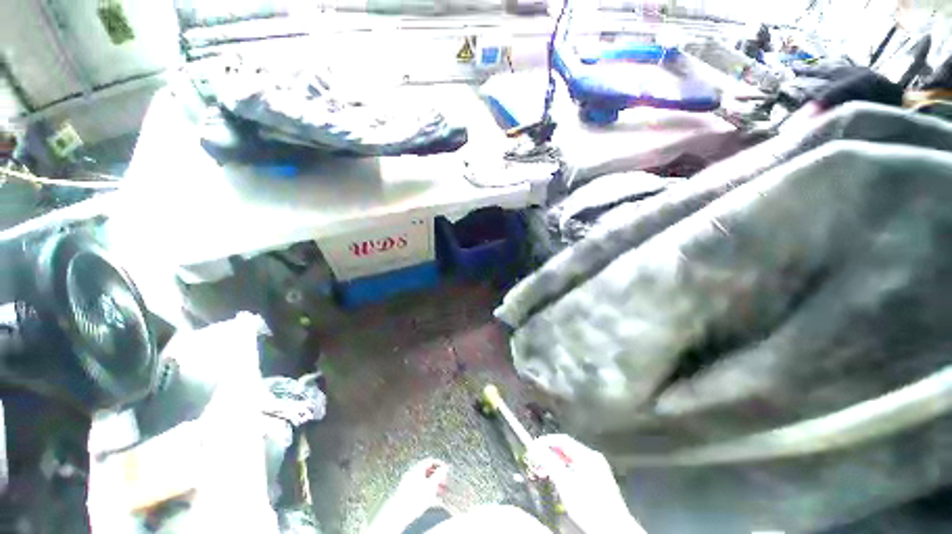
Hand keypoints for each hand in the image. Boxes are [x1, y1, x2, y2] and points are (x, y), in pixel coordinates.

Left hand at [393, 458, 449, 513]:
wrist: (400, 513)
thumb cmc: (414, 498)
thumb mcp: (431, 485)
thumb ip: (439, 474)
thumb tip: (445, 467)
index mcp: (417, 468)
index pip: (430, 461)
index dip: (439, 464)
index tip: (446, 469)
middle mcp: (411, 473)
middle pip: (427, 471)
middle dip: (437, 476)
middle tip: (443, 482)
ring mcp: (407, 482)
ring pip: (423, 480)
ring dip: (432, 485)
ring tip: (439, 492)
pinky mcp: (405, 492)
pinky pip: (419, 487)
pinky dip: (426, 490)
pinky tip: (430, 498)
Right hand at [527, 435, 645, 533]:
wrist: (614, 531)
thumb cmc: (590, 507)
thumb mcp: (566, 484)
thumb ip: (550, 463)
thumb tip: (536, 448)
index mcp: (588, 455)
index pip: (562, 439)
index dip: (545, 442)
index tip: (532, 447)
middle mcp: (593, 459)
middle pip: (566, 449)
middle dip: (549, 454)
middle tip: (535, 461)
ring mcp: (597, 470)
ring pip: (570, 460)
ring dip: (555, 464)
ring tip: (542, 472)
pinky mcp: (598, 482)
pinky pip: (576, 469)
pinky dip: (564, 471)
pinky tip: (557, 481)